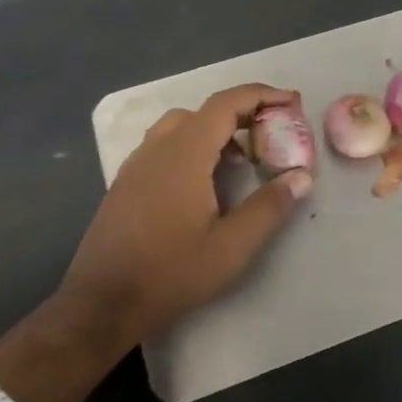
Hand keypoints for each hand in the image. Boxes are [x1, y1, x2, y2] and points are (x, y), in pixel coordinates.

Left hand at [62, 83, 312, 343]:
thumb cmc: (170, 273)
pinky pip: (165, 146)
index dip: (262, 96)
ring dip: (217, 131)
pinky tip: (206, 183)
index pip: (226, 104)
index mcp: (184, 154)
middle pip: (205, 111)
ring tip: (242, 159)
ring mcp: (136, 165)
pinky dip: (194, 146)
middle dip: (243, 114)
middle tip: (272, 135)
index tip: (291, 102)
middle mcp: (157, 149)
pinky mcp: (126, 184)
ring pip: (182, 127)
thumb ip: (270, 207)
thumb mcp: (232, 246)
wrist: (100, 306)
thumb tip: (301, 176)